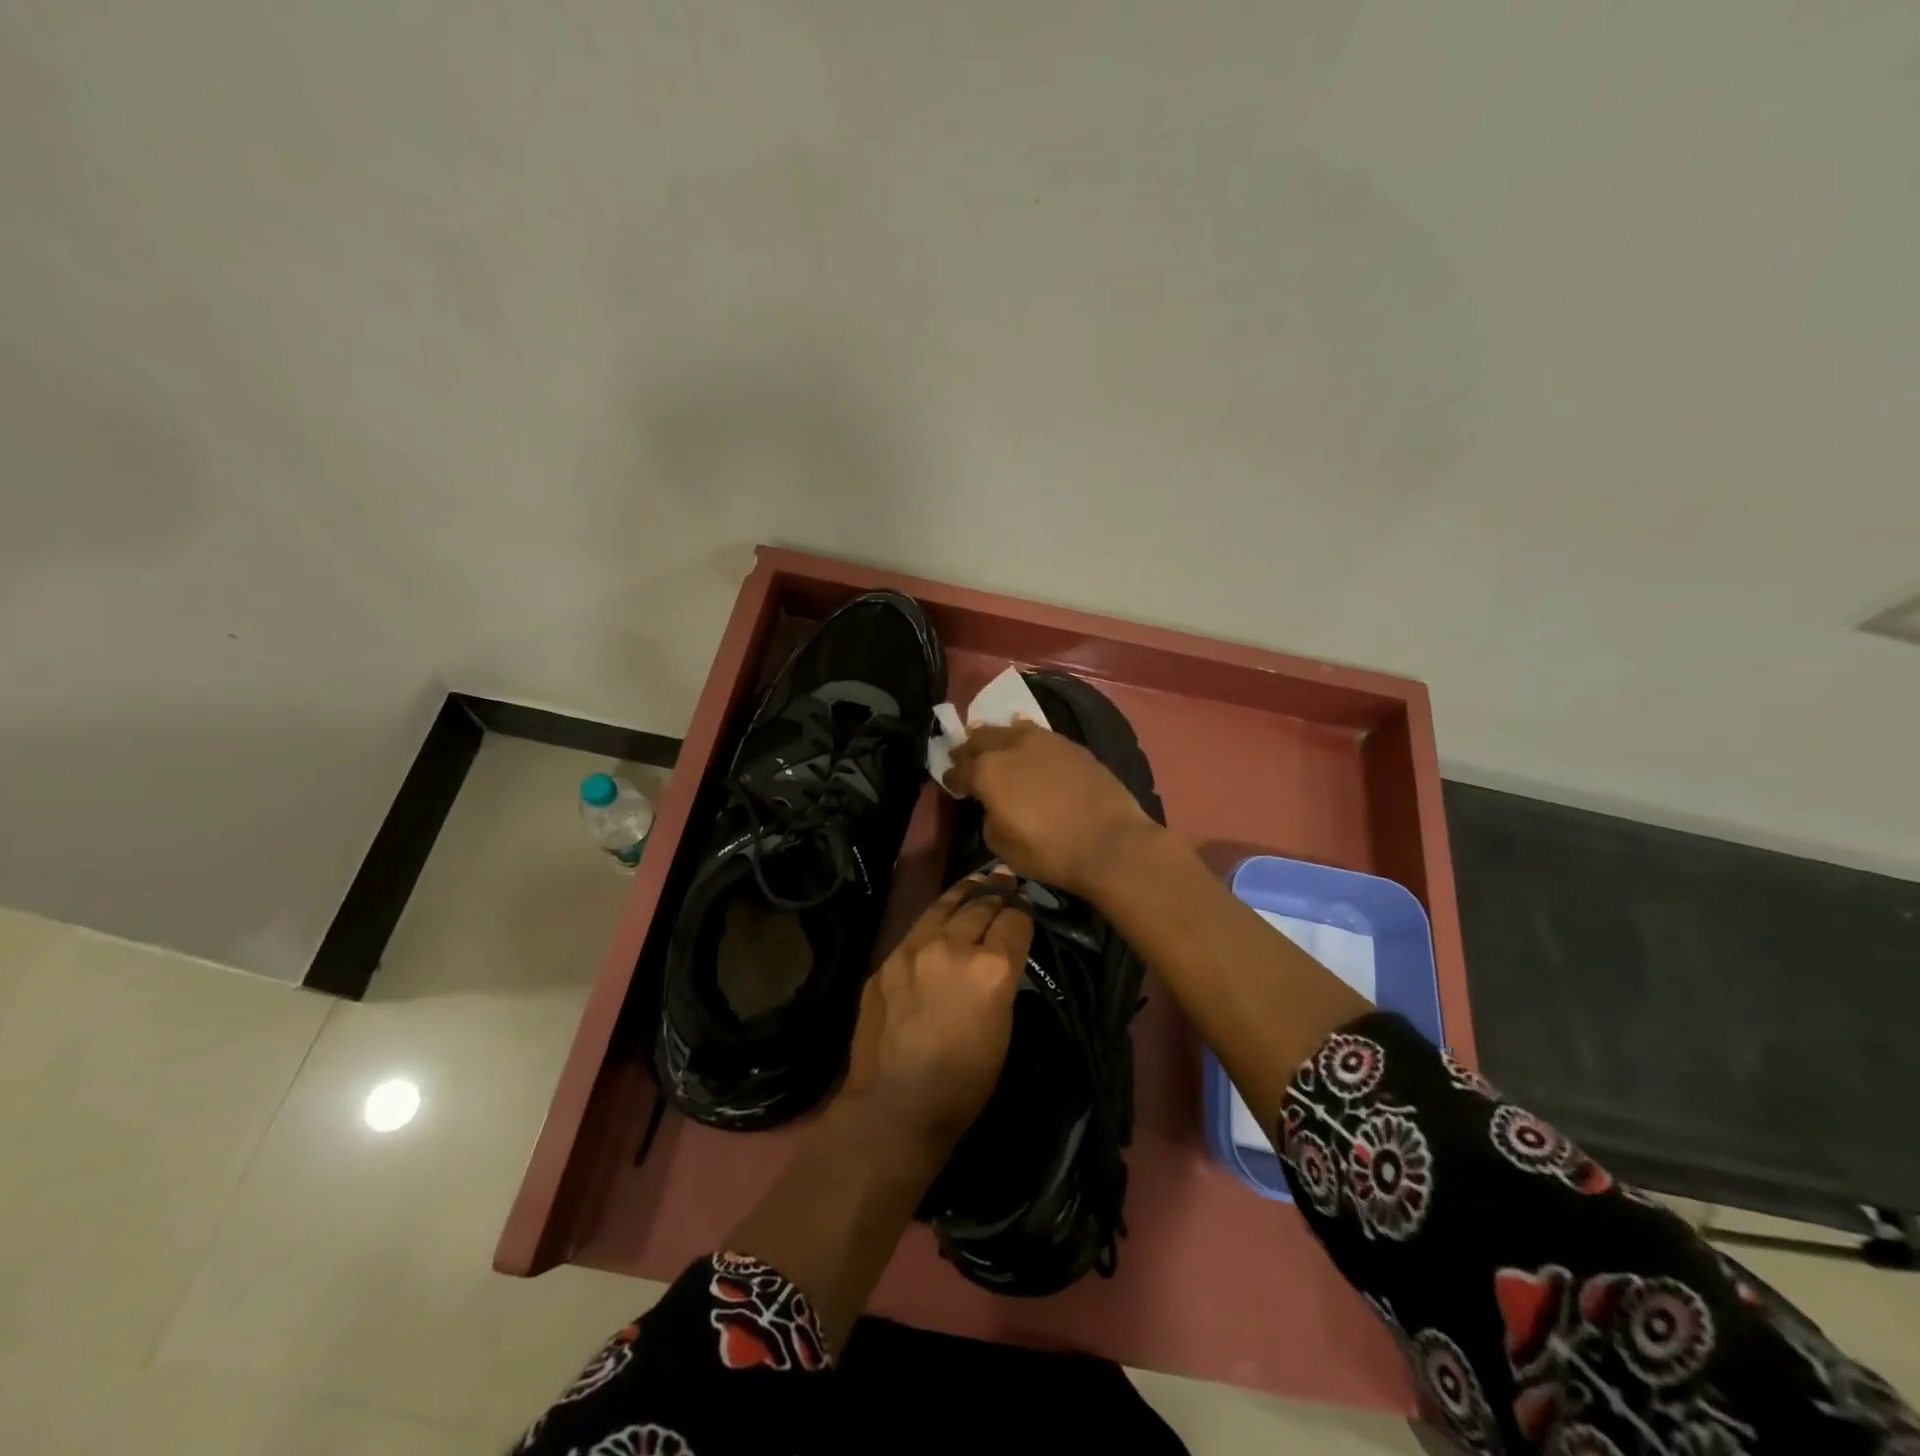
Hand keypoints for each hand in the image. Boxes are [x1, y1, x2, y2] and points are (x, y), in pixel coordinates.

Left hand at [840, 872, 1033, 1158]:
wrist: (895, 1105)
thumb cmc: (964, 1083)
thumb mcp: (1003, 1029)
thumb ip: (1003, 980)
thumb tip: (1002, 955)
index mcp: (990, 968)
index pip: (1015, 920)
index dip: (1024, 912)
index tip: (1026, 909)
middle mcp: (952, 947)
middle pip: (981, 904)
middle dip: (998, 893)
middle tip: (1007, 882)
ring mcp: (913, 949)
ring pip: (945, 905)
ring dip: (965, 892)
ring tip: (978, 880)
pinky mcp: (887, 959)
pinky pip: (917, 927)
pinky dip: (936, 916)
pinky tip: (941, 915)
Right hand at [943, 721, 1159, 895]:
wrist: (1111, 842)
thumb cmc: (1050, 851)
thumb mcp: (1003, 846)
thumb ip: (990, 818)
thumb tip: (995, 807)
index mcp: (988, 771)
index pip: (960, 769)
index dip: (953, 776)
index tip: (951, 782)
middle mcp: (1012, 746)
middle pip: (982, 738)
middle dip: (971, 748)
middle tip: (966, 758)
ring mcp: (1045, 741)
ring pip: (1011, 729)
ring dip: (999, 737)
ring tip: (997, 747)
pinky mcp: (1072, 745)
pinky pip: (1040, 735)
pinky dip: (1028, 739)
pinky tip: (1030, 746)